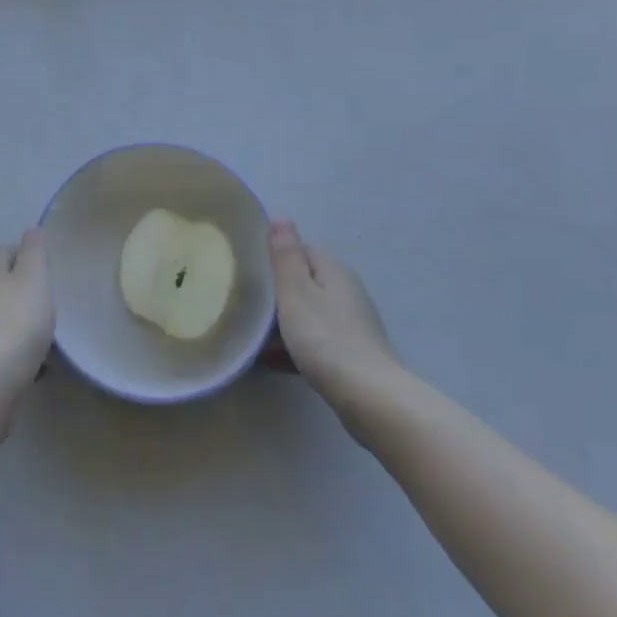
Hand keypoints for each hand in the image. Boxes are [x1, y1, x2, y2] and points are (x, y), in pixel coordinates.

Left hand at [0, 229, 53, 398]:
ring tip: (45, 334)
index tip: (45, 267)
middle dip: (21, 289)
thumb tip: (31, 230)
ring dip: (18, 320)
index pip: (4, 251)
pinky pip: (0, 345)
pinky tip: (35, 362)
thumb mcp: (34, 277)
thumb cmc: (17, 319)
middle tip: (47, 301)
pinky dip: (15, 347)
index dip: (24, 254)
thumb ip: (34, 251)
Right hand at [269, 219, 399, 429]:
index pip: (299, 250)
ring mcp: (352, 323)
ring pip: (308, 314)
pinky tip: (272, 362)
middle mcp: (346, 290)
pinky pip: (315, 341)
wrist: (370, 398)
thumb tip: (282, 217)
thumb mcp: (295, 290)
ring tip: (253, 337)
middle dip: (276, 294)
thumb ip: (286, 254)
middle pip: (303, 283)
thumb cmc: (325, 337)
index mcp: (333, 269)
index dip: (272, 258)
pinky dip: (294, 346)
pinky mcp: (352, 354)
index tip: (248, 272)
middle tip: (246, 306)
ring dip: (282, 323)